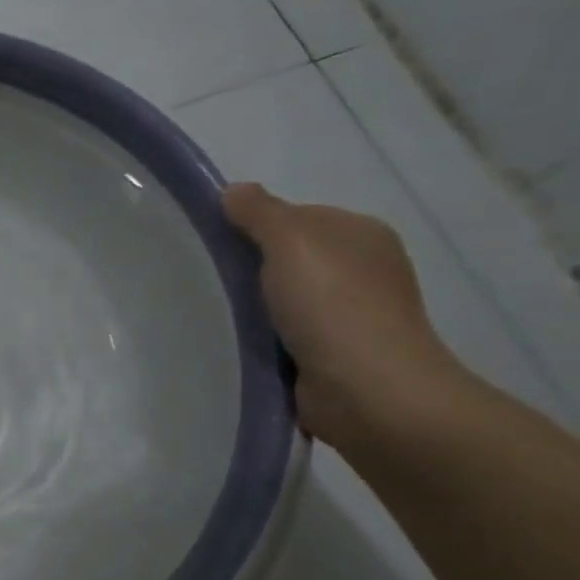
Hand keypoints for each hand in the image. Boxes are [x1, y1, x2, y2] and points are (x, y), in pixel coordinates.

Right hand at [222, 183, 466, 448]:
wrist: (367, 390)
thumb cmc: (331, 305)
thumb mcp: (290, 242)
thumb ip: (260, 213)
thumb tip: (233, 190)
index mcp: (361, 234)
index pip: (296, 217)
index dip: (255, 227)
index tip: (219, 247)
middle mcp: (363, 269)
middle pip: (290, 258)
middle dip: (253, 270)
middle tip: (212, 283)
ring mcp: (352, 315)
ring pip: (287, 299)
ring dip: (257, 308)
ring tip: (221, 317)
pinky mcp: (336, 354)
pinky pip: (289, 335)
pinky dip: (266, 339)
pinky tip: (245, 345)